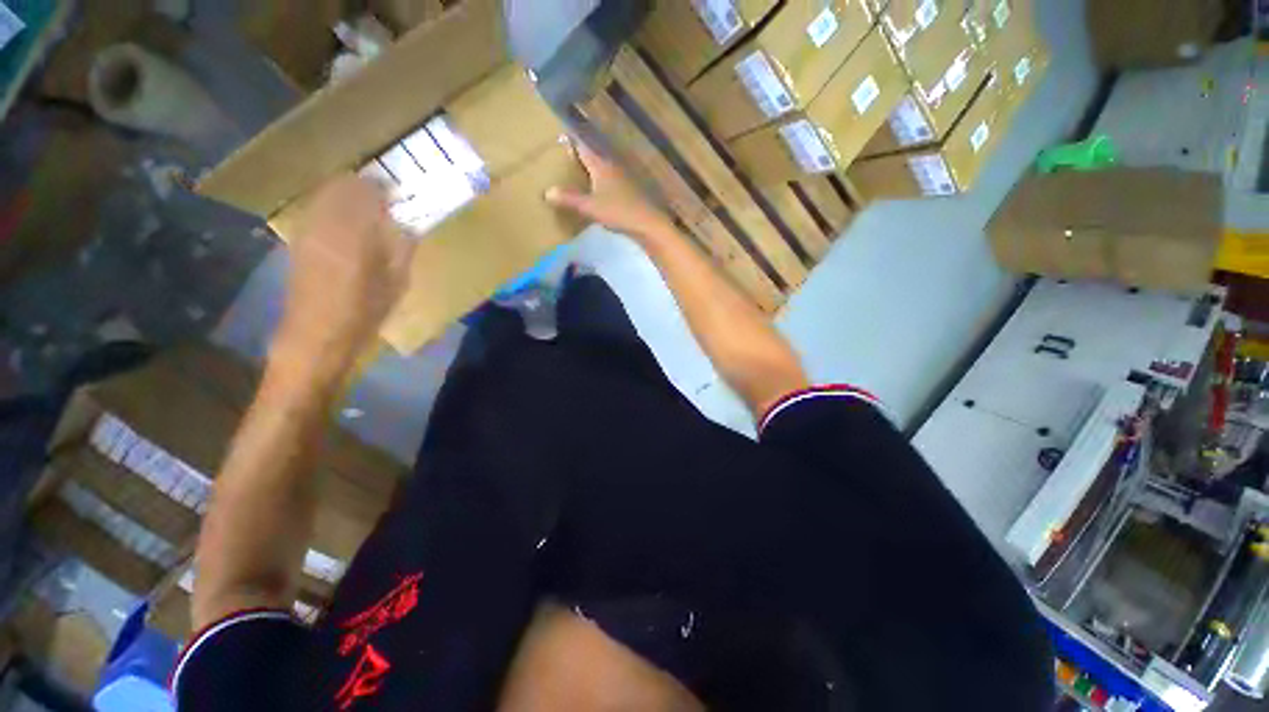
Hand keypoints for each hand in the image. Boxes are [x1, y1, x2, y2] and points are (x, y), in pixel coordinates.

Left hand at [275, 174, 414, 377]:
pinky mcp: (298, 240)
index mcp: (355, 233)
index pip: (366, 192)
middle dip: (361, 184)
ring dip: (344, 193)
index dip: (381, 186)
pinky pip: (316, 210)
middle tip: (381, 193)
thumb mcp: (397, 283)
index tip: (396, 190)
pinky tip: (344, 220)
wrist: (317, 334)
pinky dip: (331, 206)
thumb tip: (411, 227)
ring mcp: (308, 230)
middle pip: (340, 186)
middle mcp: (327, 224)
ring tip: (363, 203)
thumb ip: (403, 250)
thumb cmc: (365, 311)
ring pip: (324, 195)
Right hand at [545, 140, 675, 241]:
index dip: (572, 141)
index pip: (583, 146)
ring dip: (592, 169)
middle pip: (594, 156)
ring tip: (578, 173)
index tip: (559, 137)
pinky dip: (601, 183)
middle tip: (565, 156)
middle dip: (581, 155)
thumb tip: (546, 191)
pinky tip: (598, 192)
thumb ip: (569, 199)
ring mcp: (623, 179)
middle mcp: (613, 166)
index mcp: (601, 165)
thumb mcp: (590, 207)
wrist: (648, 224)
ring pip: (603, 169)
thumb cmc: (619, 212)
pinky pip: (610, 182)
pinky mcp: (630, 192)